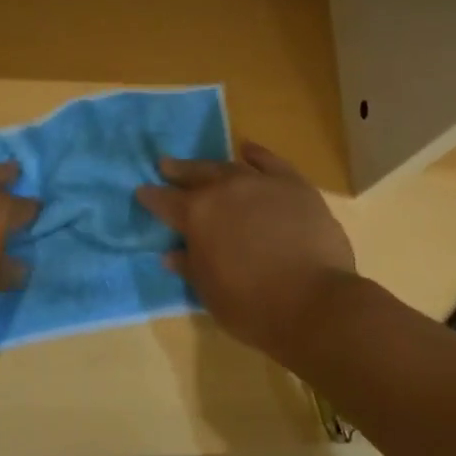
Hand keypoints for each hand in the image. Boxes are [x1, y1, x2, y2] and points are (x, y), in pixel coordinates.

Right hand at [137, 141, 356, 359]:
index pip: (164, 201)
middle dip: (178, 171)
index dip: (151, 197)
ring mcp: (260, 183)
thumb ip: (190, 266)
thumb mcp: (209, 291)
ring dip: (213, 165)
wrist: (313, 302)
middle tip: (166, 165)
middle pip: (196, 174)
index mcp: (196, 215)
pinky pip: (271, 162)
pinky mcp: (294, 185)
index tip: (142, 192)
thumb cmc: (251, 305)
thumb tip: (172, 254)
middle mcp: (224, 190)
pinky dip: (257, 154)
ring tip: (204, 165)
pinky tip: (248, 150)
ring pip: (230, 167)